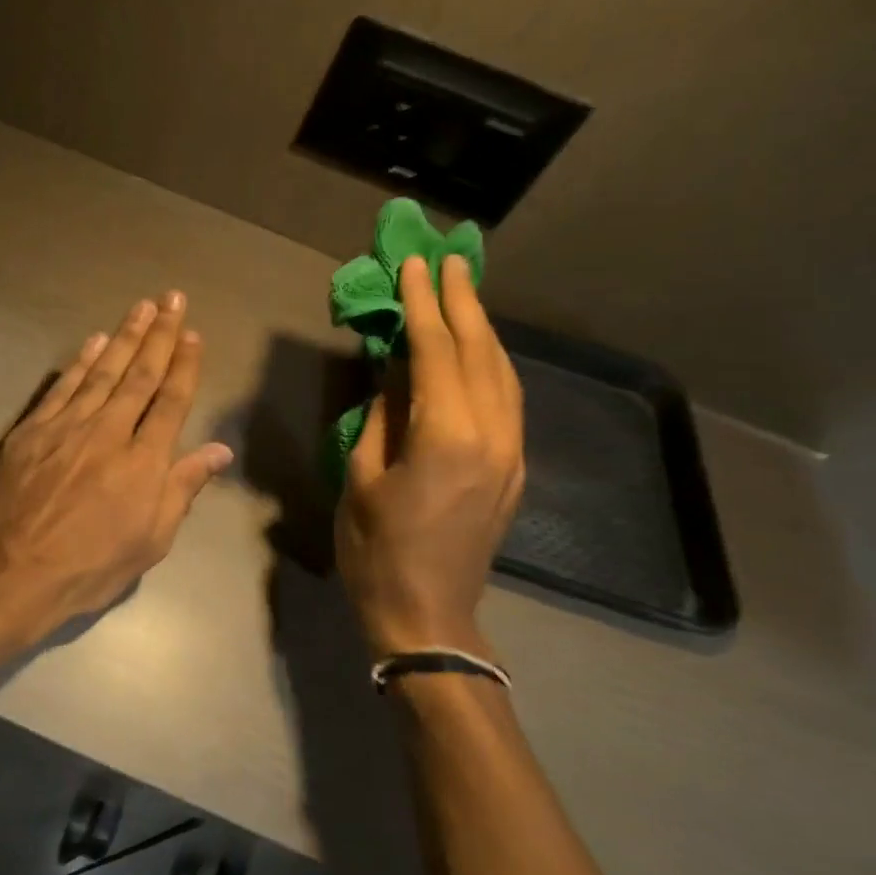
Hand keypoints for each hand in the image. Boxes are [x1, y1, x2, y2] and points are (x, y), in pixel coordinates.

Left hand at [0, 291, 234, 631]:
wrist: (15, 572)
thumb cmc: (91, 566)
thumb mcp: (151, 540)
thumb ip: (183, 488)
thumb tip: (219, 451)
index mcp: (143, 461)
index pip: (171, 401)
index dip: (184, 365)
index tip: (193, 335)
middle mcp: (109, 431)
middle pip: (139, 375)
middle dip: (159, 335)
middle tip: (172, 299)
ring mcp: (67, 426)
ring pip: (102, 371)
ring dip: (124, 337)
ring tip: (141, 307)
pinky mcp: (32, 430)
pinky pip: (62, 387)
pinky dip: (79, 361)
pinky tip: (94, 340)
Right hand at [336, 254, 524, 659]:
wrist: (427, 613)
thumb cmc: (376, 548)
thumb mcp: (362, 476)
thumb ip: (384, 416)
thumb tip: (395, 371)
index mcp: (447, 436)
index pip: (436, 352)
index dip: (423, 305)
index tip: (414, 265)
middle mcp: (492, 435)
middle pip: (481, 353)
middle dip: (463, 302)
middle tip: (448, 260)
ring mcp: (511, 452)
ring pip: (504, 374)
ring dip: (482, 329)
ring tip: (463, 293)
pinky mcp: (514, 469)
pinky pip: (508, 400)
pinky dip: (492, 364)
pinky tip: (476, 351)